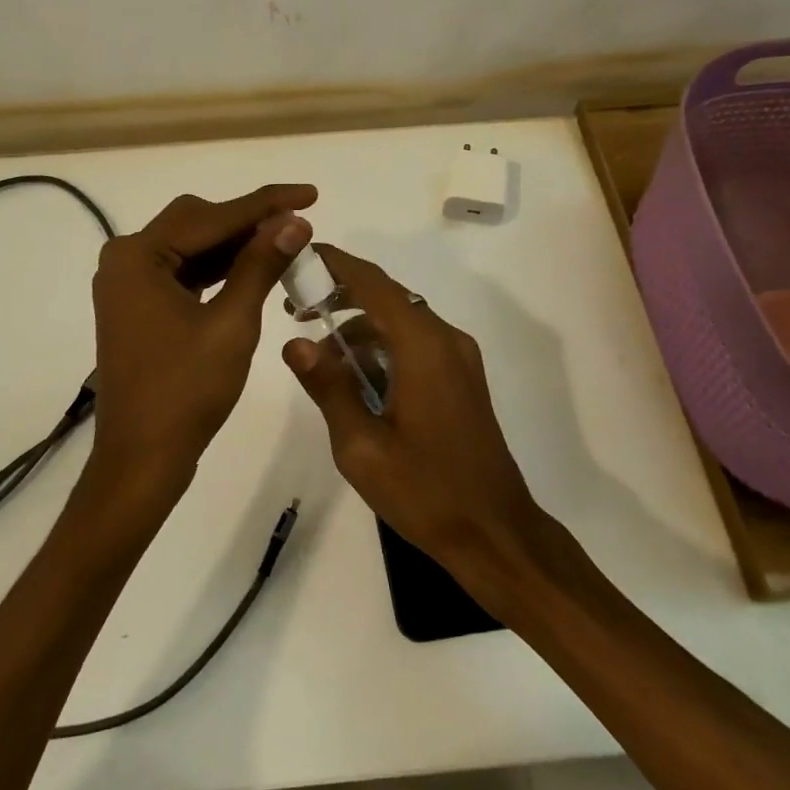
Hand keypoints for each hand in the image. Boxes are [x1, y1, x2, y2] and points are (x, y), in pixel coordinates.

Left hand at [90, 185, 315, 492]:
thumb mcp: (231, 323)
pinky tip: (252, 270)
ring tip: (285, 244)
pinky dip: (217, 270)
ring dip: (235, 246)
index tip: (310, 193)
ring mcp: (128, 284)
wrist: (143, 458)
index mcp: (138, 256)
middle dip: (249, 222)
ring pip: (191, 247)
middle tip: (299, 224)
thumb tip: (294, 221)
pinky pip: (183, 273)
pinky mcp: (138, 307)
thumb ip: (261, 265)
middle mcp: (125, 260)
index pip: (212, 216)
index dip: (265, 203)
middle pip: (196, 223)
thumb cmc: (186, 391)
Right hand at [281, 244, 546, 585]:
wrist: (495, 534)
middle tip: (295, 309)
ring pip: (401, 322)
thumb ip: (328, 387)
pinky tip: (355, 378)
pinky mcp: (462, 380)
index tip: (299, 255)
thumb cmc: (425, 491)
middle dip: (341, 296)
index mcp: (423, 347)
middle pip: (388, 297)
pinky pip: (416, 345)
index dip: (335, 264)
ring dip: (360, 327)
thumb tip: (295, 342)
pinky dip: (383, 348)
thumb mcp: (360, 446)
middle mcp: (446, 340)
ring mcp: (459, 360)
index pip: (373, 284)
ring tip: (318, 354)